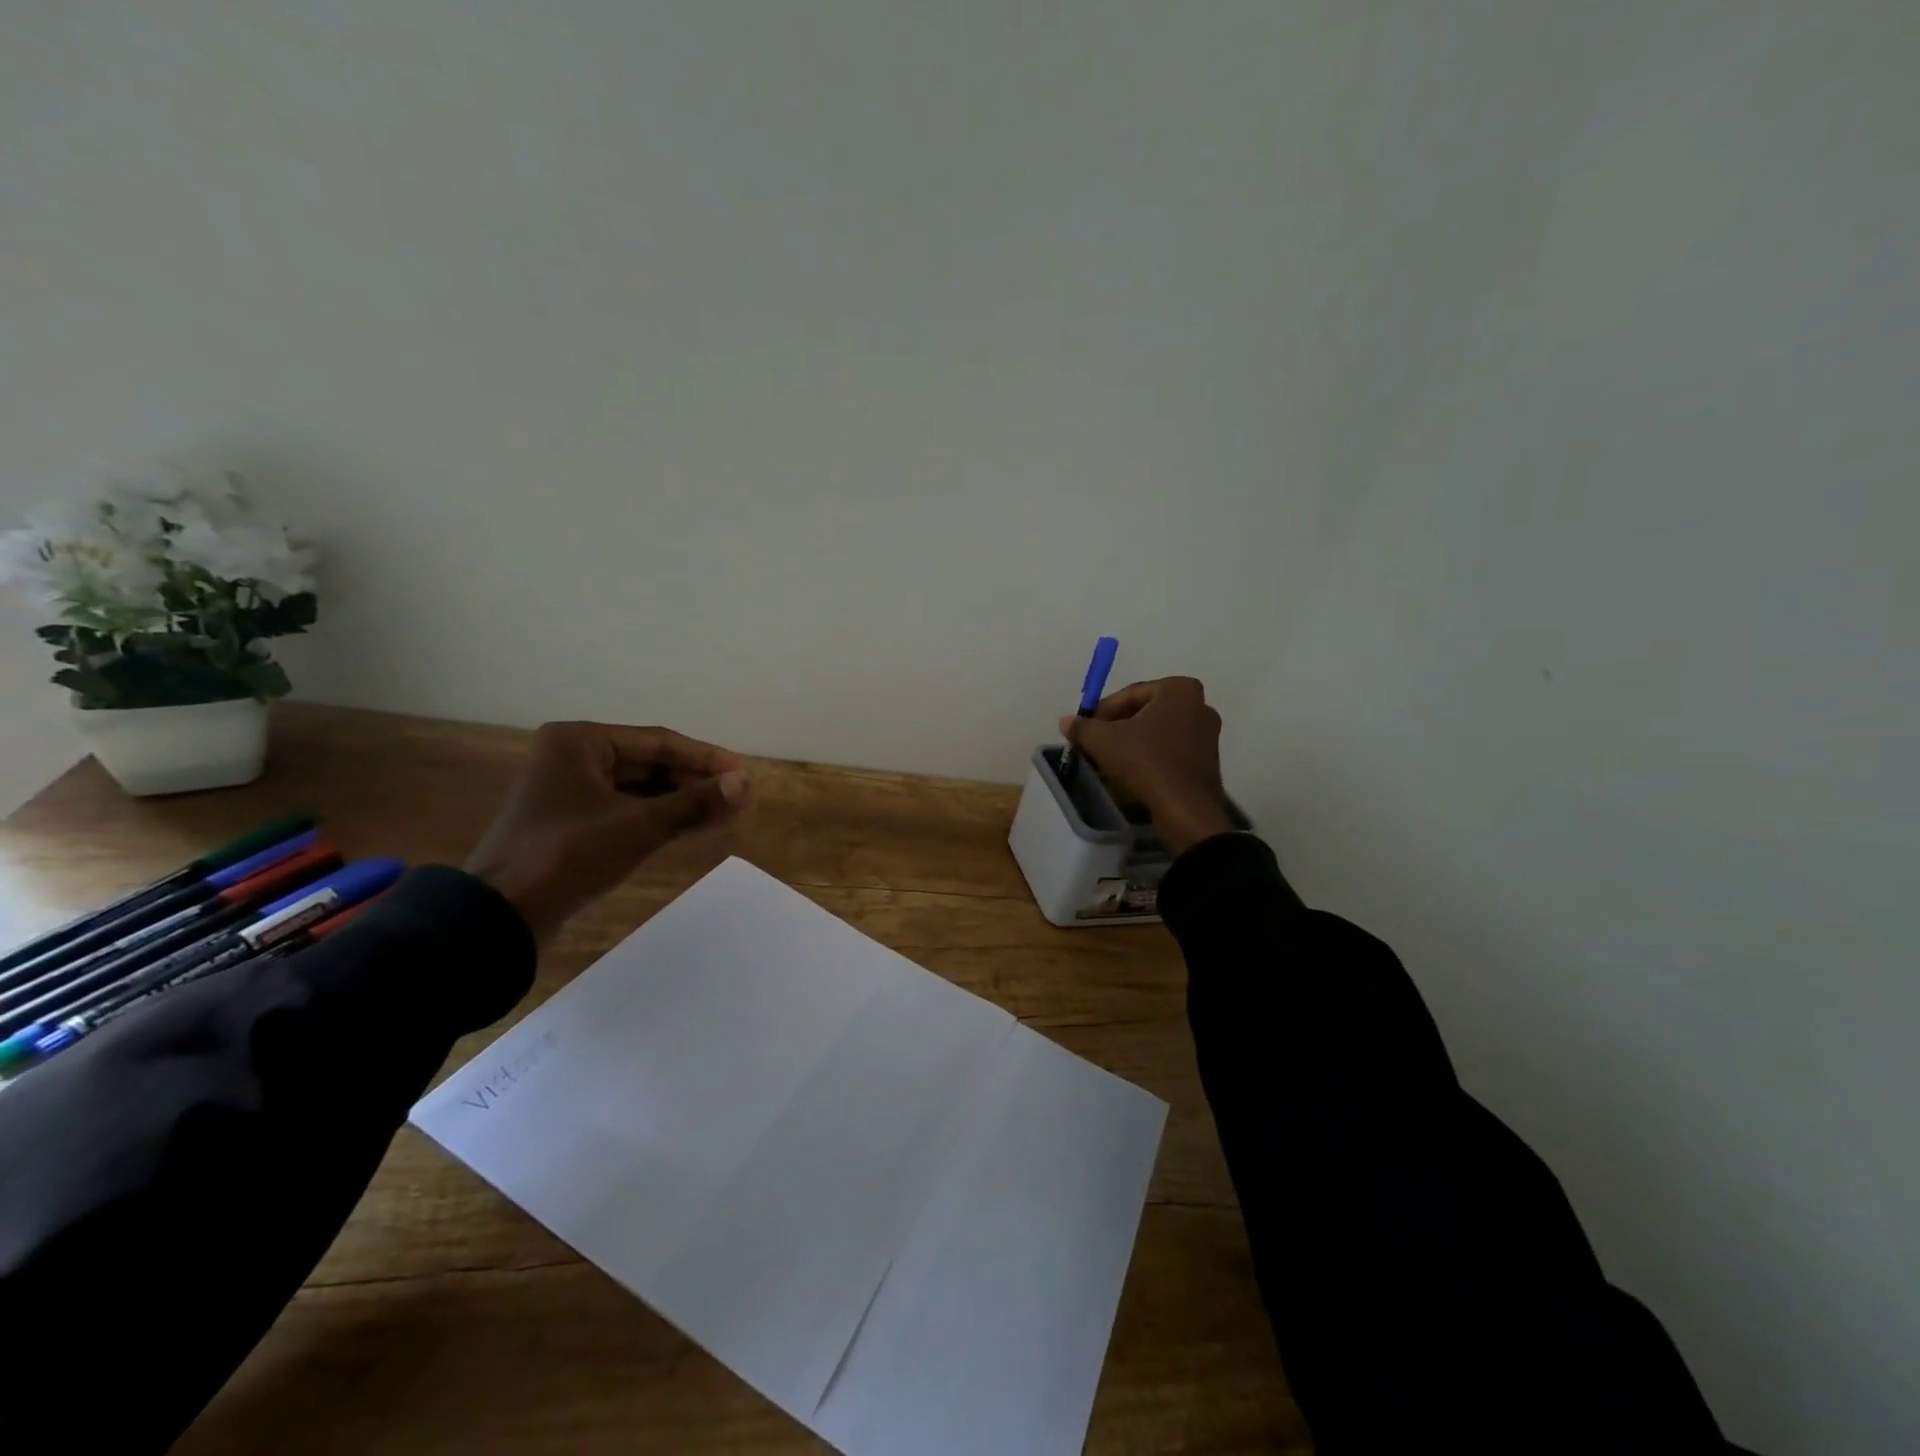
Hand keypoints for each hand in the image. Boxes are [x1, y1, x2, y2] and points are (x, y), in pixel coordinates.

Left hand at [466, 721, 751, 943]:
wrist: (499, 918)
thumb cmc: (567, 857)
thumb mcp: (638, 827)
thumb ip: (695, 803)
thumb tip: (746, 784)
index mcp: (580, 742)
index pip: (659, 742)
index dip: (707, 759)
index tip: (744, 776)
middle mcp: (573, 758)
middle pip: (651, 764)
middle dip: (697, 782)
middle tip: (741, 798)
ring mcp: (571, 792)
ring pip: (641, 789)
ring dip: (683, 801)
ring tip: (728, 813)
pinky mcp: (573, 823)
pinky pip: (627, 810)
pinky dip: (661, 817)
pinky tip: (695, 826)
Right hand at [1061, 677, 1236, 854]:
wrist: (1185, 808)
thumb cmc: (1146, 761)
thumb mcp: (1103, 741)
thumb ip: (1082, 727)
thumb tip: (1066, 721)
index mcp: (1179, 689)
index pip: (1130, 694)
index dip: (1102, 711)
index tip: (1086, 730)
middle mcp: (1199, 705)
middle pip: (1144, 712)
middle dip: (1117, 727)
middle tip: (1095, 744)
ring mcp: (1207, 734)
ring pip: (1157, 732)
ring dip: (1131, 743)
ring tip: (1108, 761)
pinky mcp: (1207, 760)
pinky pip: (1170, 750)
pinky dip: (1149, 756)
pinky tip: (1130, 772)